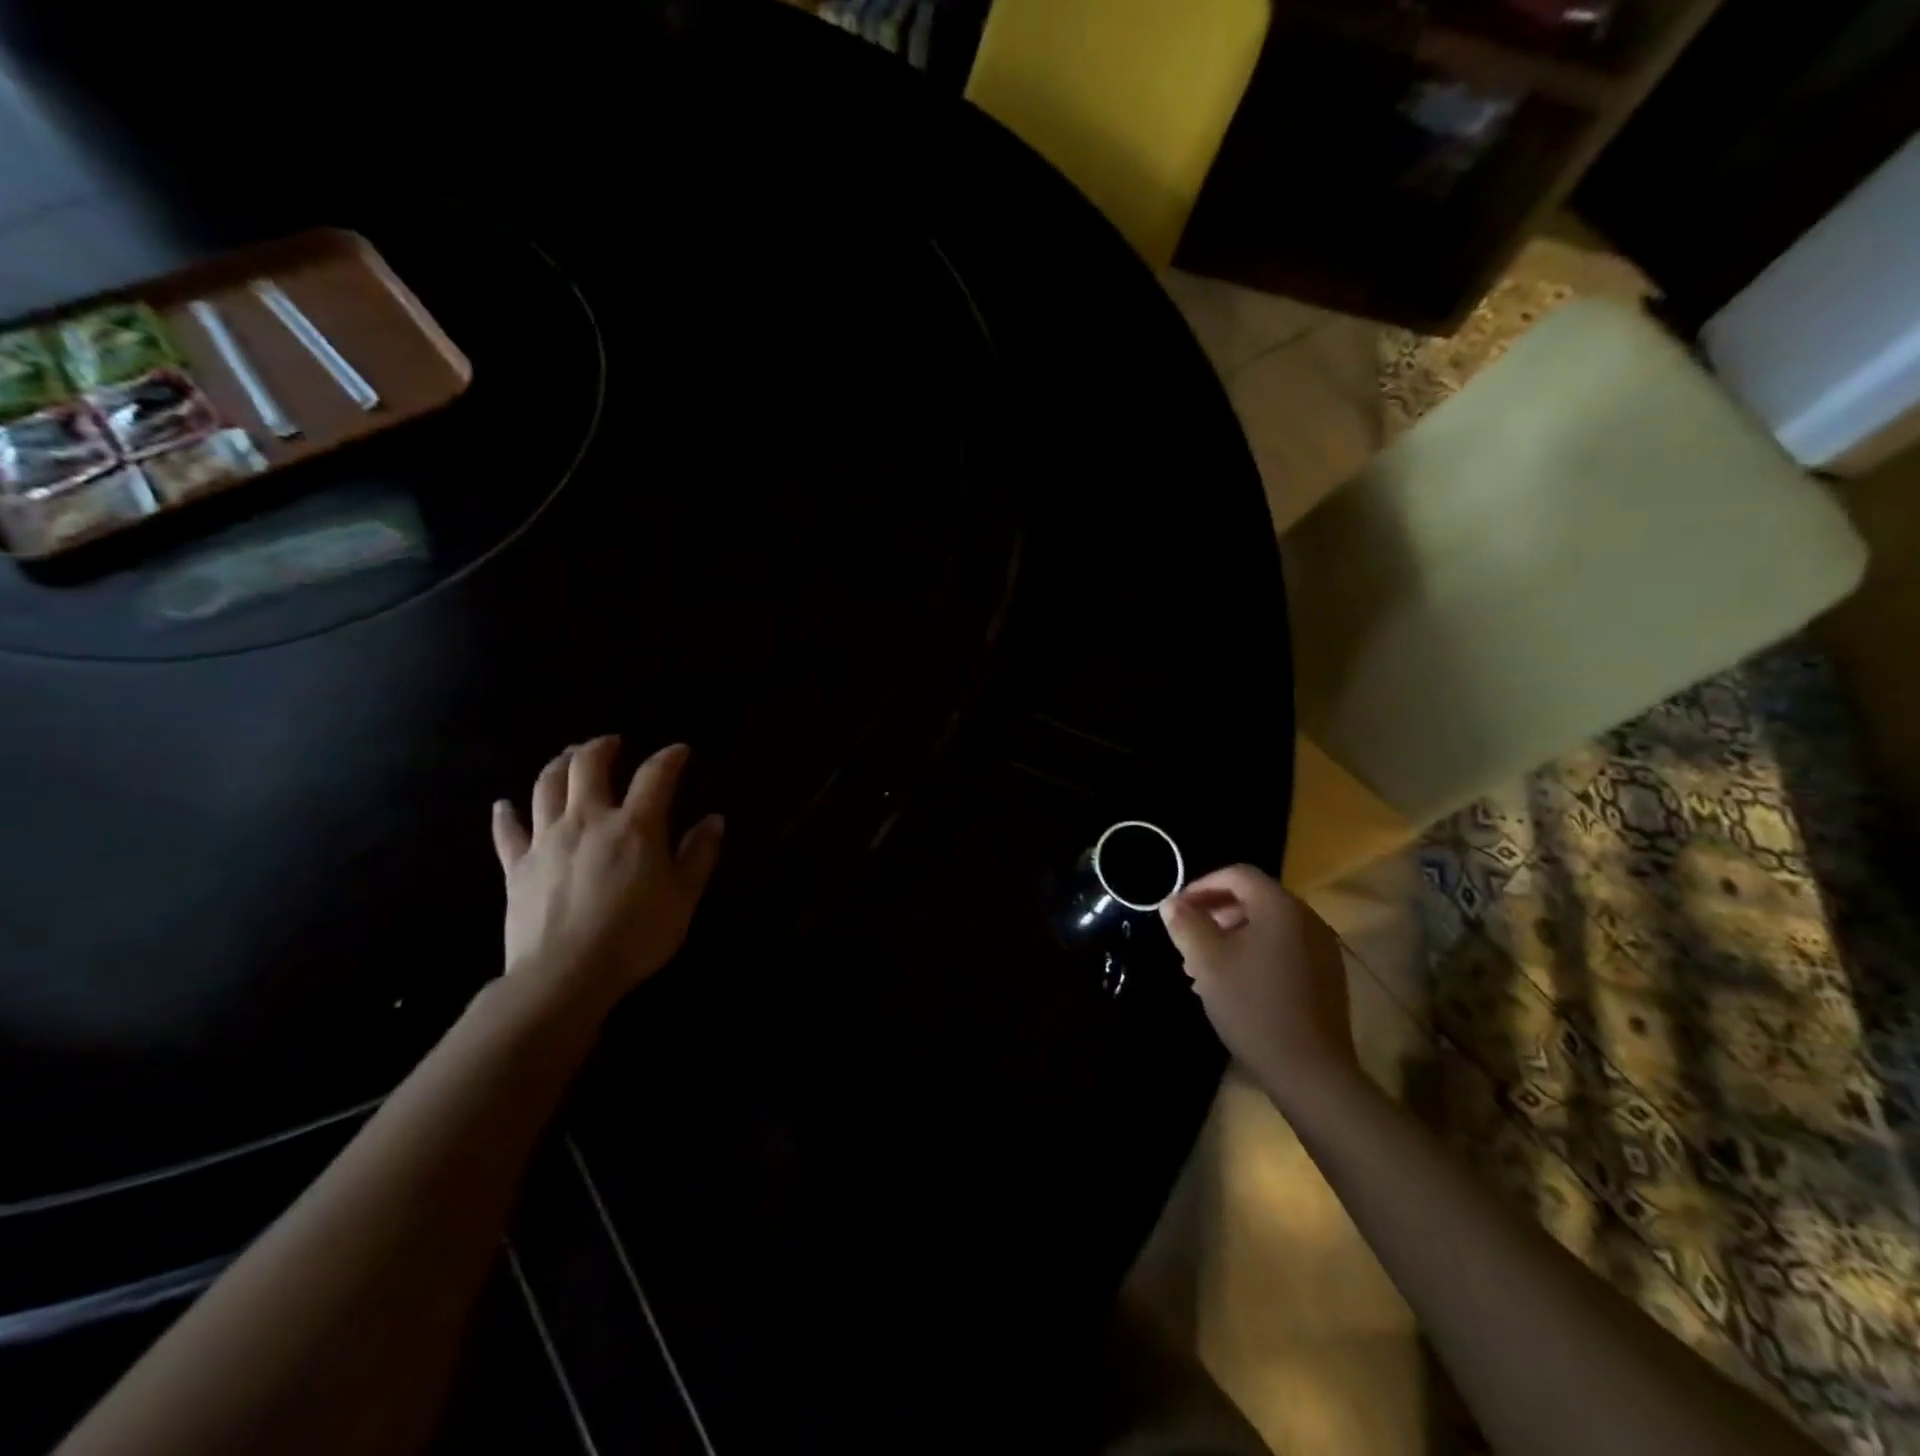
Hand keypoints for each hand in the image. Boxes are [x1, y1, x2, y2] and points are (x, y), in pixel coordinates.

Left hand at [490, 736, 723, 1019]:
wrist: (565, 975)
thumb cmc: (636, 935)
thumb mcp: (683, 897)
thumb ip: (699, 855)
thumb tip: (713, 820)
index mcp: (634, 826)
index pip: (655, 776)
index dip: (669, 758)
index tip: (679, 751)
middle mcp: (588, 820)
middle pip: (588, 767)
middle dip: (601, 748)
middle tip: (611, 743)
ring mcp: (547, 840)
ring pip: (545, 787)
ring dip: (558, 765)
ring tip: (568, 757)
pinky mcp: (517, 866)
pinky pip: (507, 833)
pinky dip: (505, 815)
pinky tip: (503, 805)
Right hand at [1159, 864, 1356, 1107]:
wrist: (1311, 1072)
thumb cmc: (1253, 1005)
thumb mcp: (1207, 961)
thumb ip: (1186, 924)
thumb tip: (1171, 903)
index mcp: (1280, 907)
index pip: (1237, 875)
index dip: (1201, 885)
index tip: (1177, 909)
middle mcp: (1307, 920)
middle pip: (1254, 899)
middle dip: (1214, 913)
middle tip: (1187, 938)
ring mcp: (1322, 950)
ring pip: (1267, 927)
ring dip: (1231, 936)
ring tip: (1202, 966)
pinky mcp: (1326, 978)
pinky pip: (1283, 950)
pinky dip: (1254, 954)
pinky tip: (1232, 985)